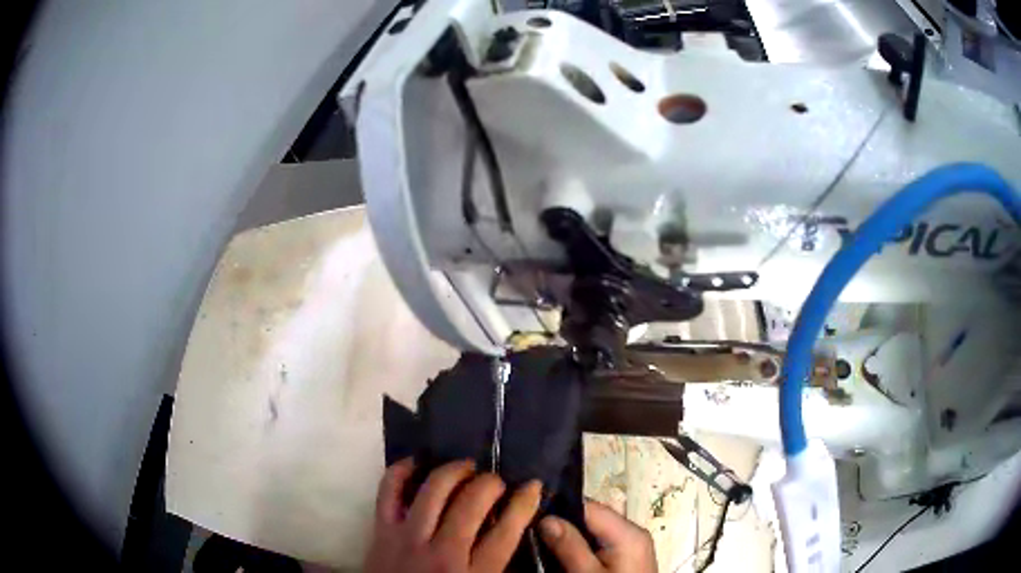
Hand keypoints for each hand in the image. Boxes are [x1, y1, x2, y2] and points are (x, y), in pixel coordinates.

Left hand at [365, 458, 542, 572]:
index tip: (533, 485)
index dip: (524, 503)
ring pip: (433, 490)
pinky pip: (388, 491)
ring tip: (467, 468)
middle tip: (496, 482)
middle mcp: (443, 553)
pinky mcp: (381, 531)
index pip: (506, 531)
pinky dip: (400, 471)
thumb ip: (500, 566)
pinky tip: (417, 462)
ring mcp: (408, 538)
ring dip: (454, 471)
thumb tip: (514, 530)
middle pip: (471, 503)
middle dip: (490, 483)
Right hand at [539, 501, 656, 572]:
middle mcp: (632, 533)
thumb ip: (569, 546)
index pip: (589, 507)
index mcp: (628, 532)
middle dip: (563, 525)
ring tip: (542, 544)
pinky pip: (600, 545)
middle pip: (591, 519)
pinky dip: (581, 549)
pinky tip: (562, 556)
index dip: (559, 508)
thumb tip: (546, 518)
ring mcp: (631, 546)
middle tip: (532, 533)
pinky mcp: (626, 558)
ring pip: (593, 532)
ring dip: (569, 538)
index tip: (530, 516)